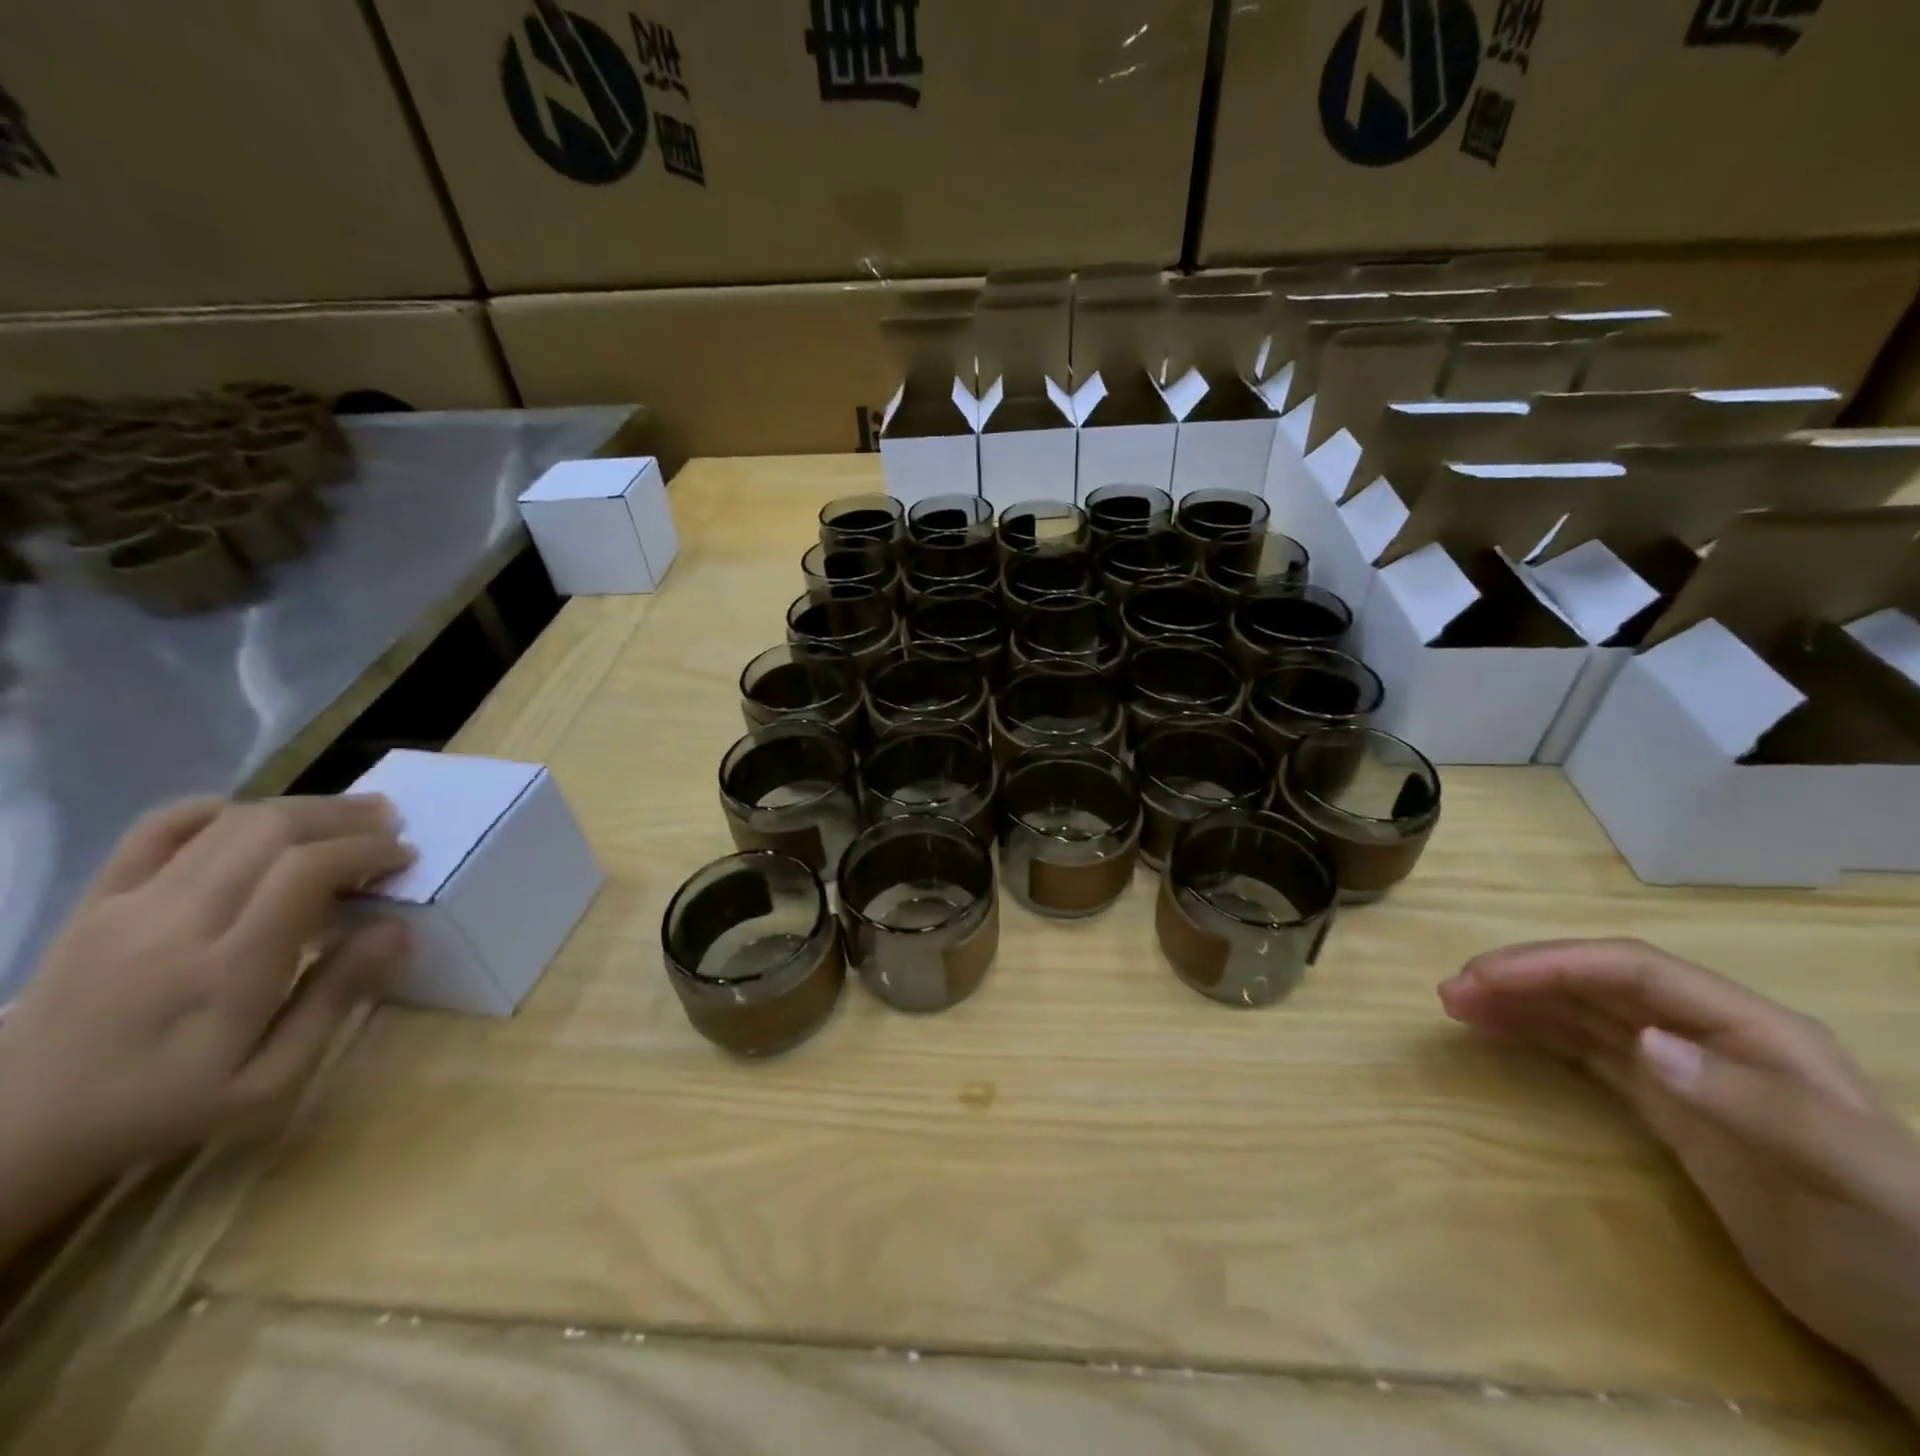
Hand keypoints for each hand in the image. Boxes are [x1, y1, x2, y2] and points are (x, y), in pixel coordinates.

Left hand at [0, 794, 413, 1250]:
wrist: (23, 1126)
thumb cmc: (170, 1106)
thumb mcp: (273, 1080)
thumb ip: (337, 998)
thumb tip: (397, 928)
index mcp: (226, 971)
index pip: (305, 872)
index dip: (366, 850)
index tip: (406, 857)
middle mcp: (176, 923)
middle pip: (271, 831)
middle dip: (344, 817)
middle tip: (389, 824)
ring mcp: (128, 906)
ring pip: (228, 821)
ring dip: (300, 808)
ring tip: (346, 816)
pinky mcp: (98, 900)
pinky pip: (158, 828)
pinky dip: (219, 809)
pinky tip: (257, 820)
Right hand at [1440, 939, 1919, 1415]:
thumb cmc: (1902, 1247)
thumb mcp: (1852, 1177)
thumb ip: (1754, 1102)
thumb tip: (1643, 1043)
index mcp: (1750, 1028)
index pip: (1631, 969)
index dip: (1553, 963)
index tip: (1484, 977)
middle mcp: (1709, 1035)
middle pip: (1596, 982)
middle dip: (1520, 976)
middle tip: (1451, 990)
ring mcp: (1686, 1071)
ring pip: (1583, 1012)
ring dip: (1518, 1000)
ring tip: (1456, 1004)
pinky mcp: (1669, 1107)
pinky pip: (1588, 1052)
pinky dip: (1538, 1035)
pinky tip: (1499, 1031)